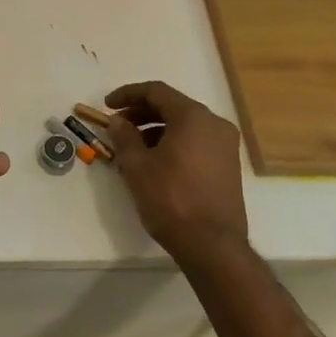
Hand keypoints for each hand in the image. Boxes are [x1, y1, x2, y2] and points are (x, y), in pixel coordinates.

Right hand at [101, 81, 247, 260]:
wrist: (212, 245)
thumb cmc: (171, 199)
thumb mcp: (137, 166)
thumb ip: (124, 136)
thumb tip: (118, 121)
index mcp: (193, 117)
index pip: (156, 91)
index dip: (128, 94)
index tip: (107, 105)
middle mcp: (214, 124)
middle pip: (172, 106)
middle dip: (141, 113)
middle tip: (117, 126)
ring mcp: (225, 145)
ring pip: (184, 126)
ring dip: (155, 130)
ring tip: (131, 150)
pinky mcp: (228, 165)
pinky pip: (195, 142)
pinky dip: (173, 144)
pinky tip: (154, 163)